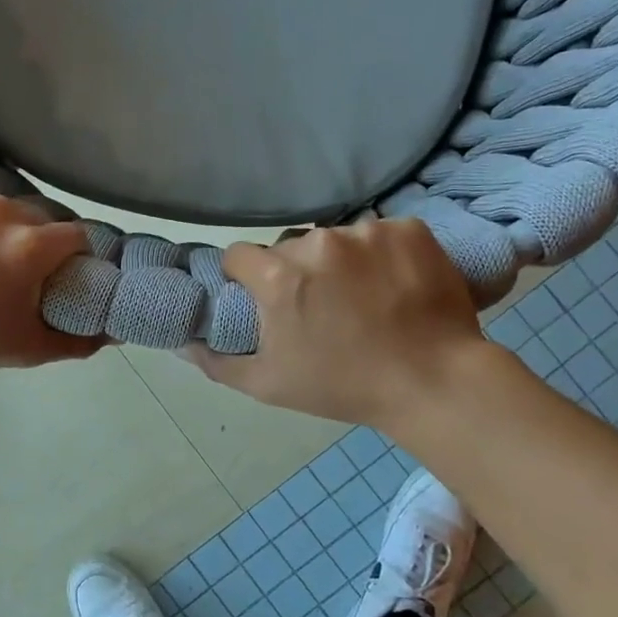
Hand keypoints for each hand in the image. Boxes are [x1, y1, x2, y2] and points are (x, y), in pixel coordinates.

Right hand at [182, 219, 502, 429]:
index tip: (263, 300)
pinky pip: (381, 234)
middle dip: (295, 272)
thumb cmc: (344, 387)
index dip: (245, 278)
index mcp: (280, 276)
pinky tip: (395, 285)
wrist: (434, 383)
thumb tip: (183, 344)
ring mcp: (368, 231)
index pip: (240, 255)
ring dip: (340, 262)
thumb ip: (218, 362)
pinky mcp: (410, 230)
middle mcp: (319, 243)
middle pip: (290, 248)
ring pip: (336, 240)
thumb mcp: (269, 385)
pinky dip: (382, 255)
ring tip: (364, 298)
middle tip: (320, 308)